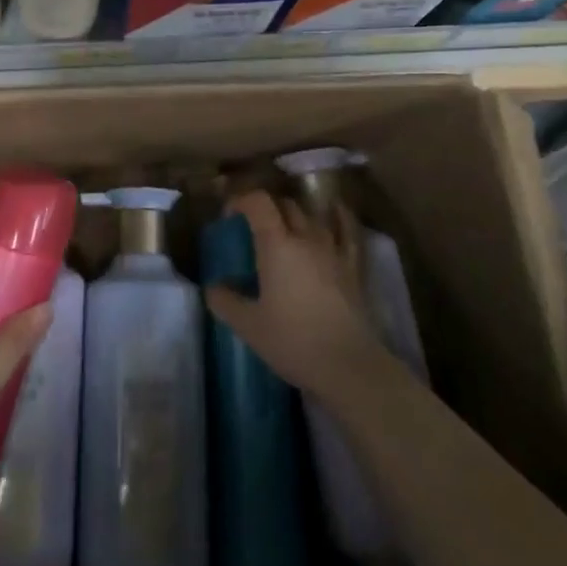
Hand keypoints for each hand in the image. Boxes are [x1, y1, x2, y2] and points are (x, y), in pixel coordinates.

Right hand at [204, 190, 388, 403]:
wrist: (348, 365)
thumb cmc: (293, 341)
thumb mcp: (248, 325)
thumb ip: (225, 301)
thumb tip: (213, 287)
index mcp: (277, 245)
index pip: (258, 202)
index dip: (241, 200)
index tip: (229, 217)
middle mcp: (306, 237)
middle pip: (285, 205)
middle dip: (265, 208)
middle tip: (251, 228)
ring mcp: (333, 250)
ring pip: (312, 216)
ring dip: (295, 214)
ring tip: (284, 228)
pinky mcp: (353, 267)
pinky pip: (347, 231)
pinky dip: (339, 217)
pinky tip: (335, 211)